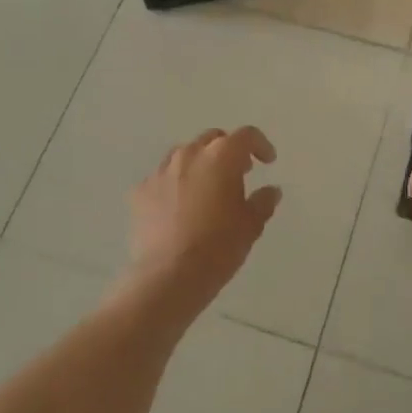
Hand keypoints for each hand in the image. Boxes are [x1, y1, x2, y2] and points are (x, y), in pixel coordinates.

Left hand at [126, 127, 281, 311]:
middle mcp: (188, 154)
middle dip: (228, 151)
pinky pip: (163, 178)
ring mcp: (160, 171)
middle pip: (212, 140)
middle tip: (239, 173)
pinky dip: (176, 185)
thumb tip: (271, 190)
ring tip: (208, 189)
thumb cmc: (219, 247)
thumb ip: (263, 201)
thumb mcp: (251, 225)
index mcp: (220, 157)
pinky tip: (180, 208)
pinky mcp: (140, 191)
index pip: (245, 136)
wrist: (169, 276)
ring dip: (200, 165)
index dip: (260, 145)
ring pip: (184, 155)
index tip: (267, 161)